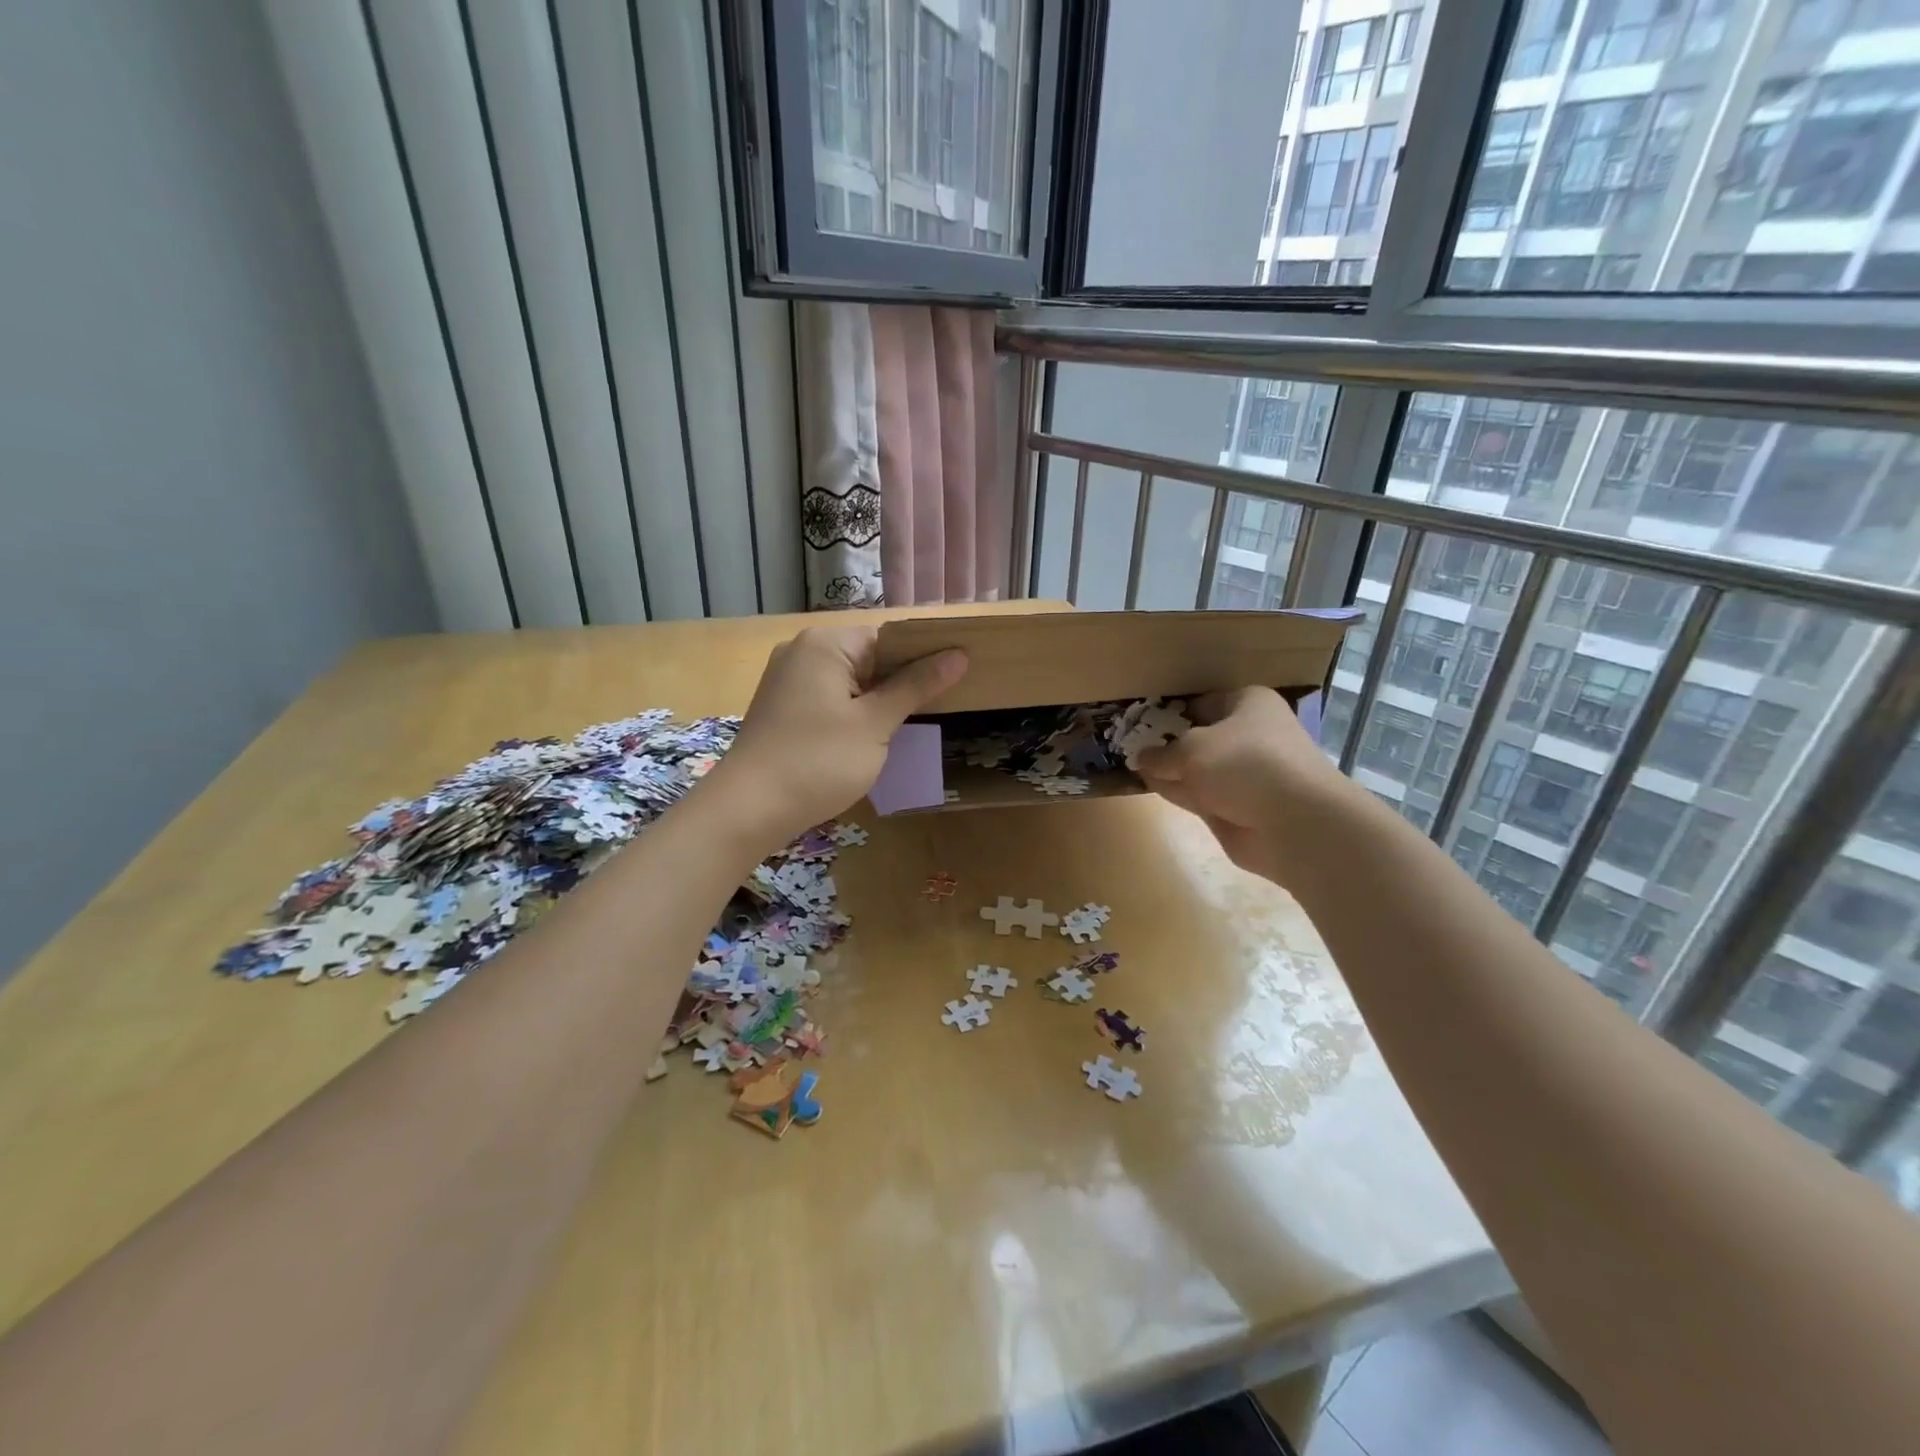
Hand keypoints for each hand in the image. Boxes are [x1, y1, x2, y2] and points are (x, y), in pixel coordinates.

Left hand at [701, 623, 966, 850]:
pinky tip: (868, 738)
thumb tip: (958, 655)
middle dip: (900, 681)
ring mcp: (786, 679)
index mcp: (825, 643)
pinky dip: (852, 712)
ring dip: (877, 701)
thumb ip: (916, 686)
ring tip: (908, 726)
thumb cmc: (818, 761)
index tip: (954, 683)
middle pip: (868, 656)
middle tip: (937, 708)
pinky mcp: (781, 707)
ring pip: (849, 680)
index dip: (922, 658)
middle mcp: (801, 650)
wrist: (748, 809)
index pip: (888, 638)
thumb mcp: (875, 724)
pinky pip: (828, 698)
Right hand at [1134, 687, 1355, 884]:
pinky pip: (1200, 794)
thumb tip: (1140, 758)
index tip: (1137, 722)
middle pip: (1198, 736)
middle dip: (1167, 742)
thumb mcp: (1191, 749)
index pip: (1200, 703)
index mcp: (1247, 703)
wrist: (1294, 823)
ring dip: (1169, 769)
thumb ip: (1161, 753)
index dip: (1168, 712)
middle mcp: (1248, 734)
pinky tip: (1148, 786)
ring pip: (1197, 767)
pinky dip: (1178, 791)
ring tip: (1129, 764)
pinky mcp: (1237, 807)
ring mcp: (1243, 774)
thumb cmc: (1244, 764)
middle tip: (1126, 744)